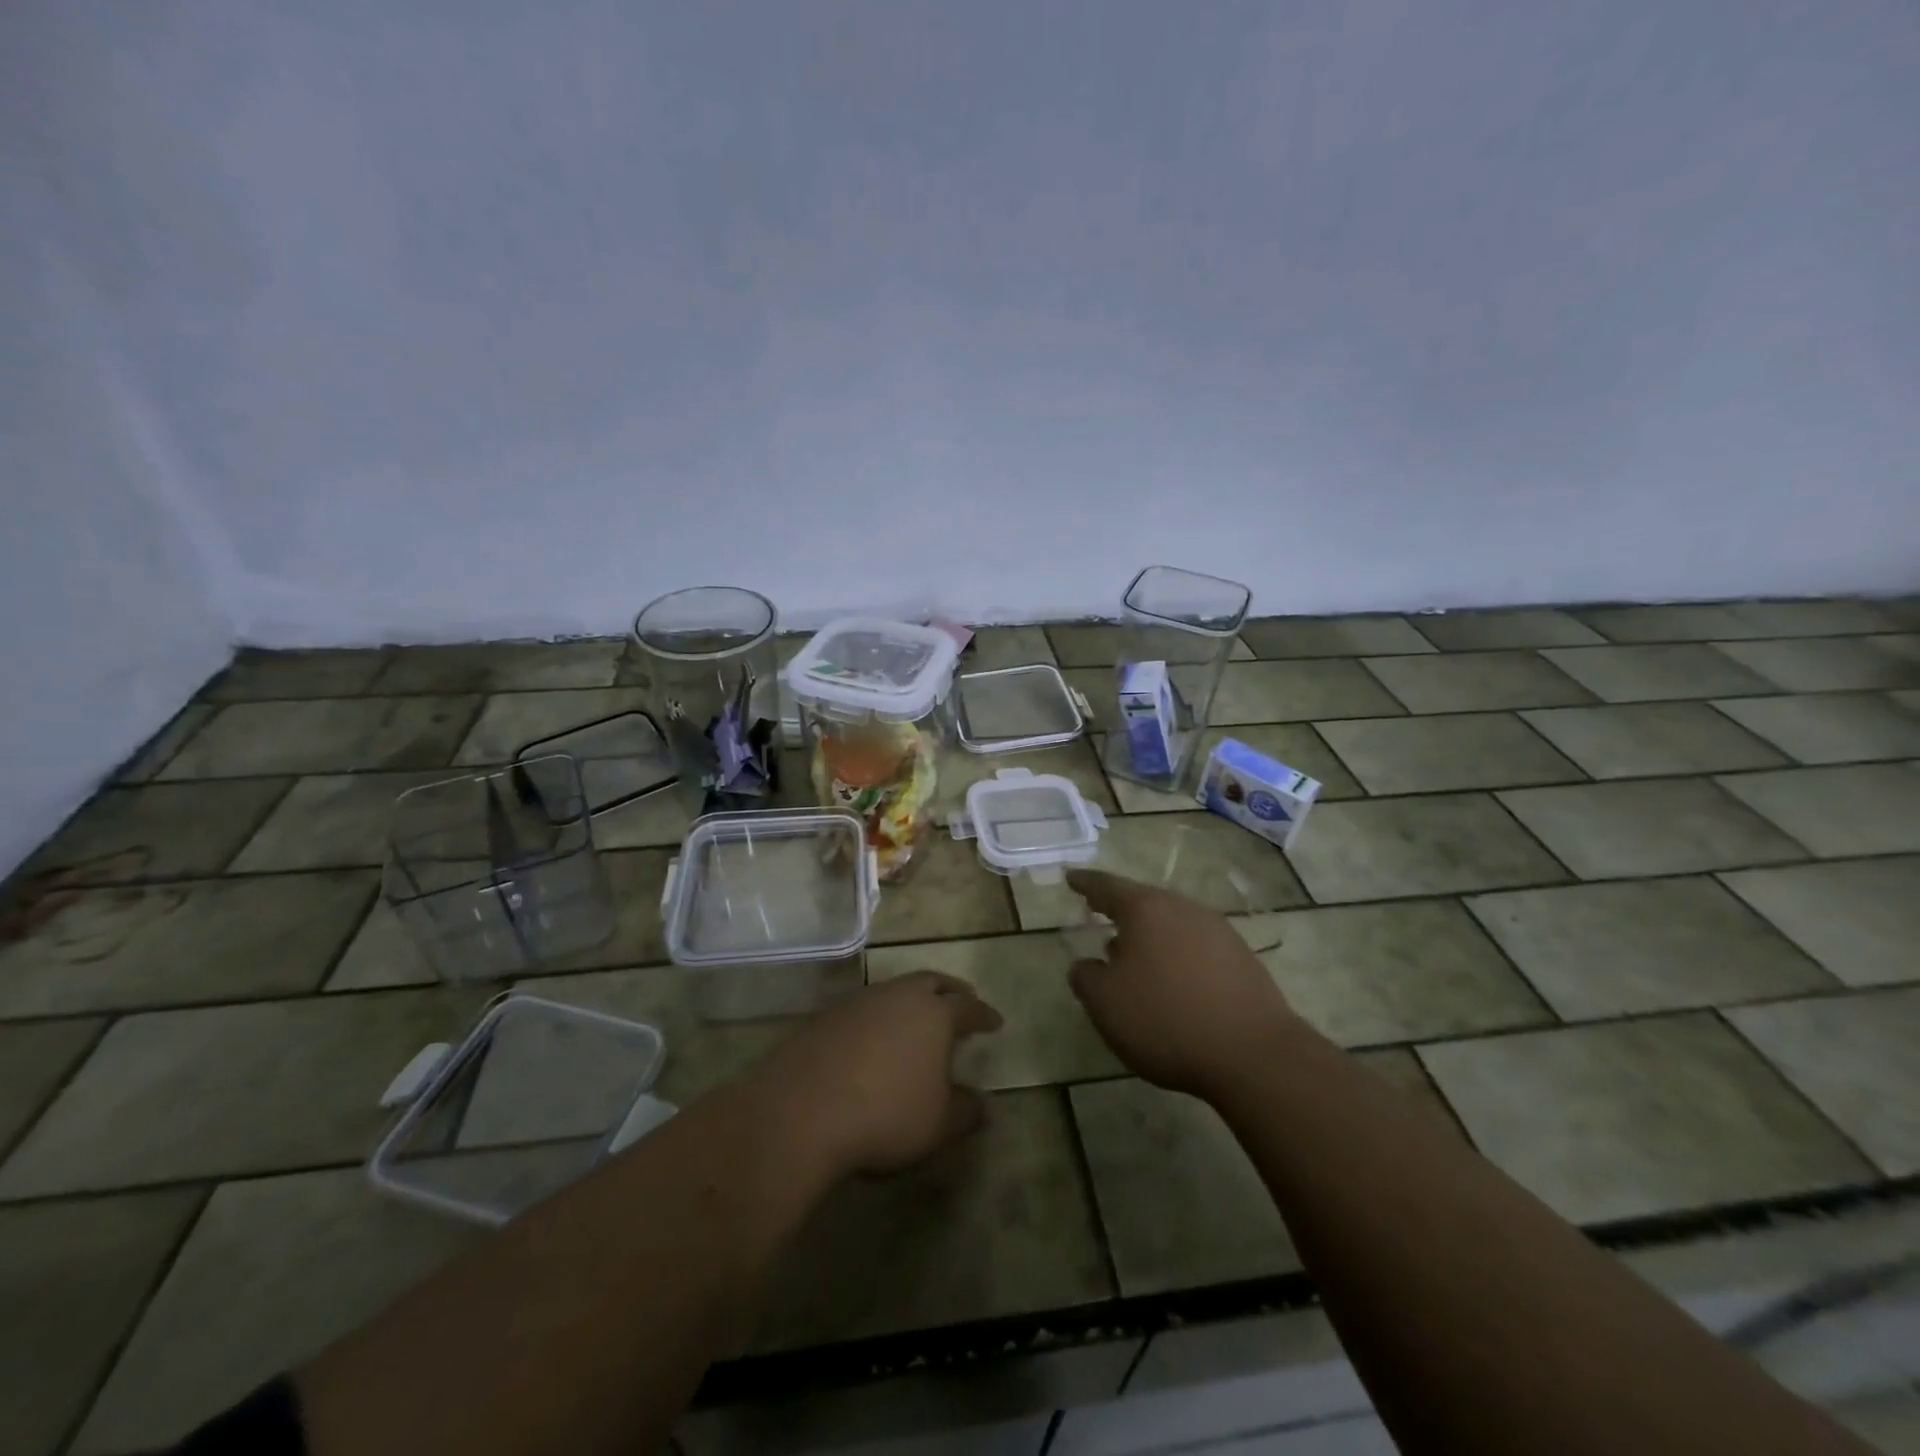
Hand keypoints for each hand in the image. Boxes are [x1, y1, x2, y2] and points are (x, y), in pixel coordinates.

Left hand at [748, 973, 1002, 1178]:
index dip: (984, 1014)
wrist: (802, 1112)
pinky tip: (874, 1039)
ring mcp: (859, 1002)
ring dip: (911, 1000)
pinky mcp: (826, 1016)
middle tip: (962, 998)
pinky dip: (878, 1017)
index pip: (969, 1007)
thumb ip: (965, 1111)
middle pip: (931, 982)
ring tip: (916, 1019)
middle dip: (951, 990)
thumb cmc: (885, 1115)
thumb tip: (984, 1104)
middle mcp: (899, 996)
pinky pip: (864, 1008)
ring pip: (894, 990)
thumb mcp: (938, 1125)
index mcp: (934, 1014)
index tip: (995, 1021)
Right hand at [1067, 869, 1296, 1101]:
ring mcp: (1218, 931)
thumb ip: (1086, 978)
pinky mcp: (1242, 959)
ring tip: (1133, 955)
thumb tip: (1086, 965)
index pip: (1107, 887)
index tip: (1071, 877)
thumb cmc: (1165, 1019)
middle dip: (1121, 910)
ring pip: (1172, 924)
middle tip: (1100, 914)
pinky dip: (1177, 955)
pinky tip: (1173, 981)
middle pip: (1144, 902)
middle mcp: (1182, 909)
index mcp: (1145, 909)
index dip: (1086, 883)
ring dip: (1150, 936)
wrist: (1253, 1054)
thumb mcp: (1106, 1004)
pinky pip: (1196, 946)